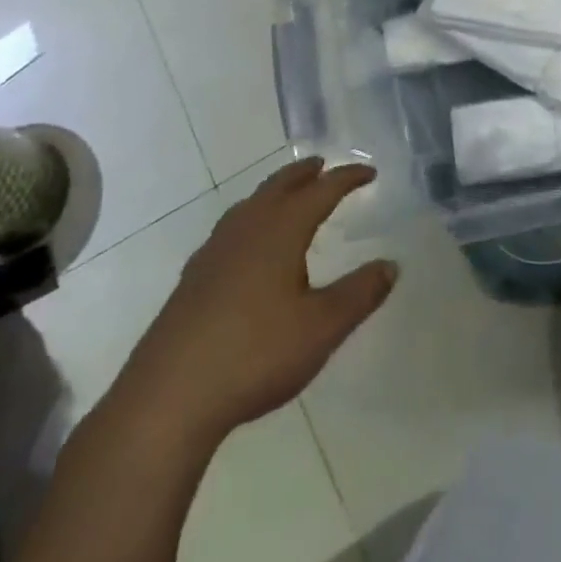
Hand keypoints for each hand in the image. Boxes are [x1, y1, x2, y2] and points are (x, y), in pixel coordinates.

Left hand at [118, 159, 396, 437]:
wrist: (169, 396)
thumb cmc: (255, 353)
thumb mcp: (322, 327)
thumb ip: (359, 294)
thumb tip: (391, 265)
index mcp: (280, 231)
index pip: (320, 192)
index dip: (346, 179)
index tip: (369, 172)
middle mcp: (246, 230)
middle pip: (278, 187)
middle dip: (304, 174)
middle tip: (323, 165)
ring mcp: (214, 253)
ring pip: (250, 205)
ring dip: (274, 192)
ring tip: (288, 195)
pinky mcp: (193, 279)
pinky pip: (231, 229)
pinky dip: (251, 219)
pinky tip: (248, 245)